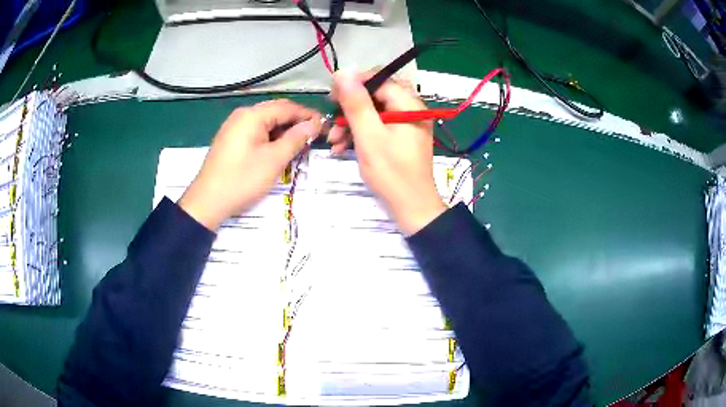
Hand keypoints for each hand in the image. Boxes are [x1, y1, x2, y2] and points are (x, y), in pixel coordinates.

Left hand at [179, 100, 320, 230]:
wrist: (207, 202)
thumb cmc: (242, 179)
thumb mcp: (274, 160)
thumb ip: (296, 138)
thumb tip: (314, 124)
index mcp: (252, 115)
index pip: (287, 107)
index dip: (308, 115)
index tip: (325, 126)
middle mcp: (242, 115)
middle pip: (276, 112)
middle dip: (296, 122)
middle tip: (314, 136)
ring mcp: (234, 127)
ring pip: (266, 122)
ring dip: (284, 130)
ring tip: (299, 144)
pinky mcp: (231, 140)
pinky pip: (256, 132)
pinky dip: (270, 137)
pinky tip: (279, 149)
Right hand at [328, 71, 444, 235]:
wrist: (412, 209)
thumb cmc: (391, 173)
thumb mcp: (369, 136)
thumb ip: (356, 103)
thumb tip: (343, 71)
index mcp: (408, 104)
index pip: (379, 79)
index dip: (353, 84)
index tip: (331, 97)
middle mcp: (410, 109)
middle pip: (375, 96)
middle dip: (349, 109)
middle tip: (331, 123)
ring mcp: (407, 124)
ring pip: (374, 113)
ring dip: (351, 125)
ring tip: (334, 142)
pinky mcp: (401, 138)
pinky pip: (378, 127)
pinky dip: (360, 135)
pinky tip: (342, 148)